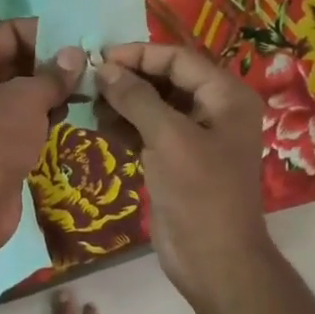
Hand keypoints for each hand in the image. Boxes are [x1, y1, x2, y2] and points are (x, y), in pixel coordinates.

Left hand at [0, 18, 83, 258]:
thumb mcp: (26, 98)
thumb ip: (53, 74)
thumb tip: (75, 55)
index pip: (9, 31)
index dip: (45, 32)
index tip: (81, 41)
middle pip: (16, 61)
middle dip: (53, 63)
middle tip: (93, 67)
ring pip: (22, 92)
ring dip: (52, 91)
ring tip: (89, 91)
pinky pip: (23, 119)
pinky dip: (44, 116)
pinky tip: (70, 116)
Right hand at [94, 42, 271, 301]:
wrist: (213, 258)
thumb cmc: (199, 192)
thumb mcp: (168, 138)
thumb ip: (136, 98)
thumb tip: (104, 69)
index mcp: (226, 97)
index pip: (179, 60)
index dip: (139, 55)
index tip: (99, 57)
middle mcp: (214, 111)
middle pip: (166, 81)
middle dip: (128, 80)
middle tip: (88, 81)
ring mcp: (194, 138)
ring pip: (153, 107)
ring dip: (122, 104)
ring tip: (89, 104)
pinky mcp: (176, 162)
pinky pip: (148, 133)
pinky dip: (125, 128)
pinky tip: (99, 127)